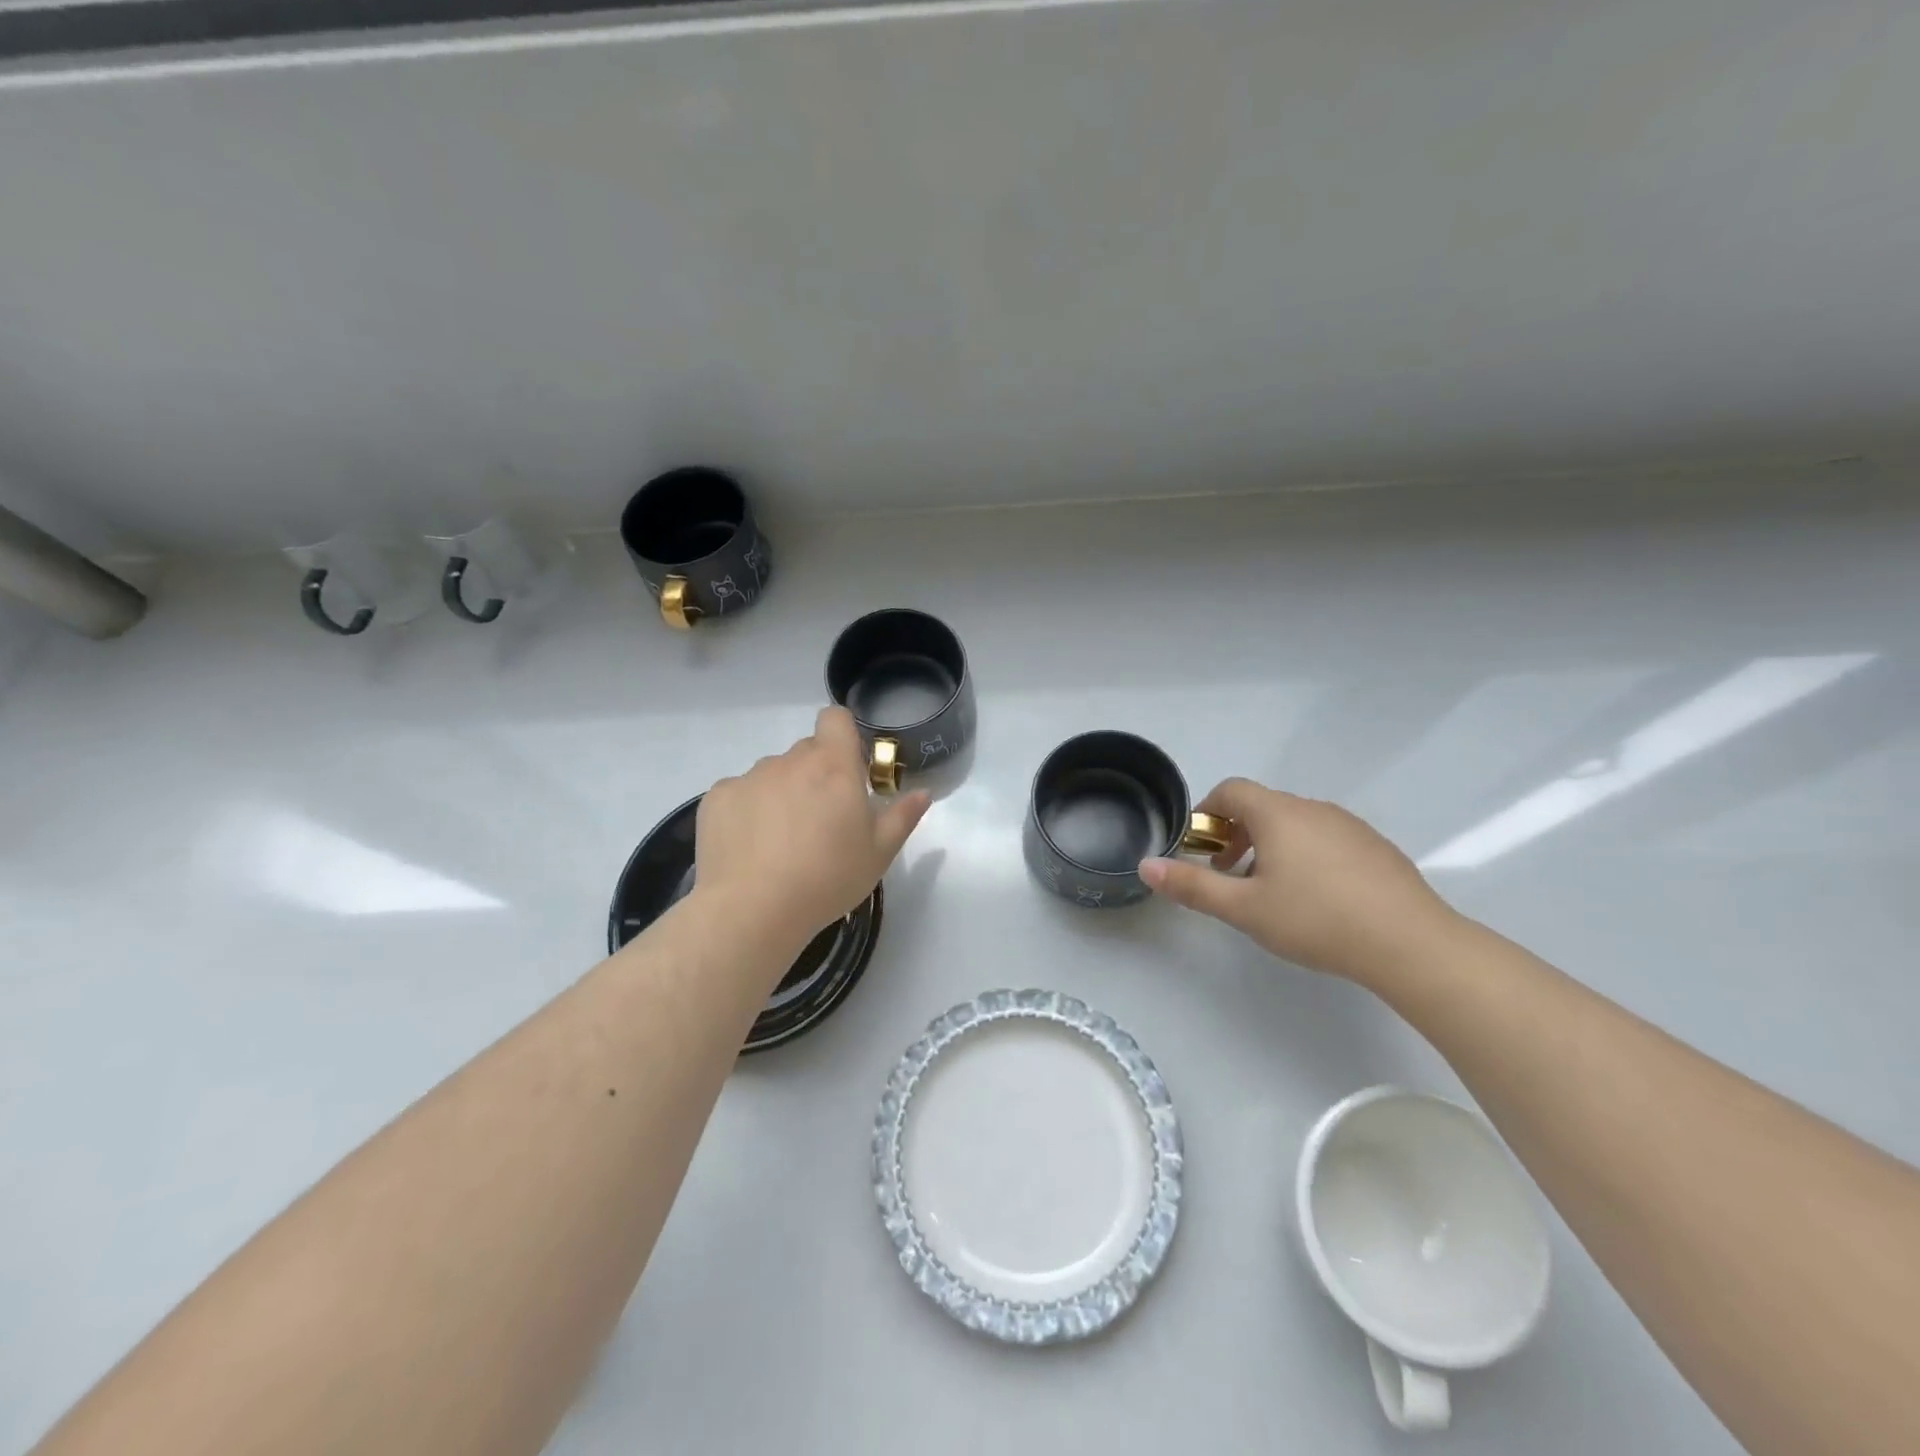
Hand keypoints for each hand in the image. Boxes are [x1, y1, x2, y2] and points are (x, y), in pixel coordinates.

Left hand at [695, 707, 930, 948]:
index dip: (842, 735)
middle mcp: (790, 761)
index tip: (847, 769)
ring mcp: (749, 777)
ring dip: (781, 794)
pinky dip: (747, 811)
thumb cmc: (827, 879)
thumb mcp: (879, 854)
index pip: (835, 718)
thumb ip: (903, 817)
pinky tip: (749, 848)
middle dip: (816, 775)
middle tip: (820, 820)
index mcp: (834, 766)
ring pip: (772, 774)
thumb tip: (922, 793)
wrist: (753, 910)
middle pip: (806, 752)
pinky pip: (739, 794)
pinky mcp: (717, 798)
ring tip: (780, 842)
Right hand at [1138, 777, 1459, 985]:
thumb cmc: (1316, 920)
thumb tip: (1146, 866)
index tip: (1201, 850)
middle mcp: (1313, 808)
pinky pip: (1325, 838)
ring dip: (1270, 846)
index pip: (1230, 790)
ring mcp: (1349, 826)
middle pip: (1261, 806)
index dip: (1207, 813)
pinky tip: (1316, 900)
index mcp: (1278, 814)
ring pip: (1294, 824)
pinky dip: (1306, 855)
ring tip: (1271, 893)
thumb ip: (1192, 886)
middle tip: (1230, 878)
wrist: (1411, 943)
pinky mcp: (1375, 847)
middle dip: (1235, 835)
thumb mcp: (1244, 909)